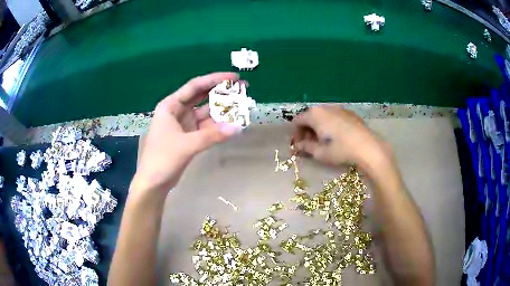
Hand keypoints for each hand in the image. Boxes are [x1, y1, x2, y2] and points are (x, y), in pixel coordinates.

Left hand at [133, 73, 240, 194]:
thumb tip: (238, 127)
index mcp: (171, 105)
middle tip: (243, 89)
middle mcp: (177, 111)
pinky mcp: (189, 136)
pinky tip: (232, 123)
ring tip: (242, 105)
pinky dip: (218, 126)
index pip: (195, 86)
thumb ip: (212, 135)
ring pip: (206, 112)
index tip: (235, 77)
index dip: (215, 79)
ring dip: (221, 110)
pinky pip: (206, 127)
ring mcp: (184, 124)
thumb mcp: (186, 145)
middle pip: (202, 97)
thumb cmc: (162, 159)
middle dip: (221, 92)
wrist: (153, 183)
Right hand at [292, 105, 392, 170]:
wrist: (368, 147)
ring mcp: (339, 108)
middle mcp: (325, 107)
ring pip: (322, 116)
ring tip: (323, 142)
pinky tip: (337, 137)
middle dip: (307, 131)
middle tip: (310, 145)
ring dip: (318, 128)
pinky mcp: (350, 113)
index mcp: (315, 114)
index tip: (298, 147)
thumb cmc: (341, 150)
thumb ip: (305, 147)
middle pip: (310, 117)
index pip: (297, 121)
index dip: (295, 134)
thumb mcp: (320, 152)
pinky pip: (334, 117)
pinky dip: (330, 125)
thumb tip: (297, 146)